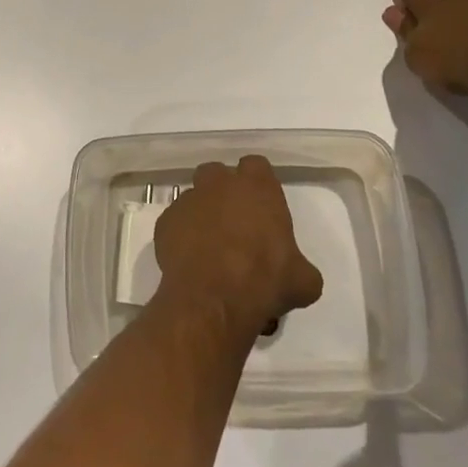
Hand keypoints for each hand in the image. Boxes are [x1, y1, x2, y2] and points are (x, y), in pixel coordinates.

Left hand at [153, 156, 323, 337]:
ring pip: (194, 197)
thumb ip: (299, 266)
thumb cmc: (264, 281)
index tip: (261, 204)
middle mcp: (219, 185)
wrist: (213, 300)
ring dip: (202, 214)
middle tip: (234, 221)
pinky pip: (175, 223)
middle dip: (223, 190)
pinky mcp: (165, 222)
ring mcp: (188, 200)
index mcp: (257, 187)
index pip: (256, 166)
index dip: (258, 182)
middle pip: (218, 174)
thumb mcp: (302, 281)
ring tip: (210, 246)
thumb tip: (298, 275)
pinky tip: (191, 261)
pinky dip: (182, 236)